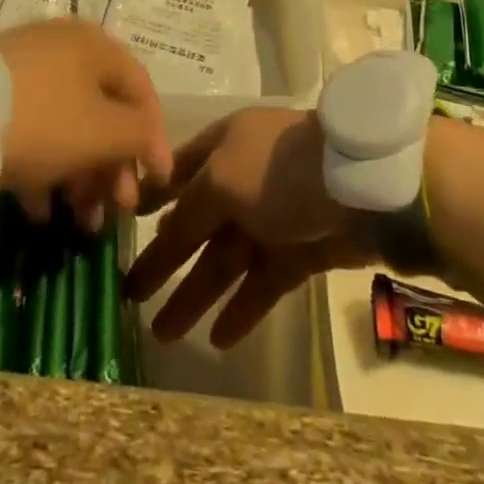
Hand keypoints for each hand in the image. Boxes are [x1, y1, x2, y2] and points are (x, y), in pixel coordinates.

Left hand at [0, 19, 172, 229]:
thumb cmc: (45, 118)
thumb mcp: (105, 131)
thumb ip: (140, 135)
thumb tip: (152, 143)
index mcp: (98, 47)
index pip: (142, 91)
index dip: (155, 138)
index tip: (158, 184)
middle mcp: (66, 50)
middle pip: (103, 111)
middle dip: (114, 168)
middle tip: (117, 212)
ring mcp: (26, 71)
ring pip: (67, 126)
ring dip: (80, 177)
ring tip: (80, 223)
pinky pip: (32, 132)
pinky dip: (43, 170)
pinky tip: (40, 213)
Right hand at [126, 107, 376, 348]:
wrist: (360, 187)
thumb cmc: (278, 171)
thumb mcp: (221, 180)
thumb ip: (189, 208)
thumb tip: (165, 230)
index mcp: (224, 144)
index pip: (178, 171)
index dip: (152, 197)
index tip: (123, 225)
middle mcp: (245, 178)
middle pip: (197, 223)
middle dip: (165, 259)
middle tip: (130, 295)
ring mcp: (273, 216)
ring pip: (226, 258)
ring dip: (196, 293)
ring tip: (163, 334)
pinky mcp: (301, 250)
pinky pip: (262, 281)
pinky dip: (242, 307)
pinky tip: (218, 338)